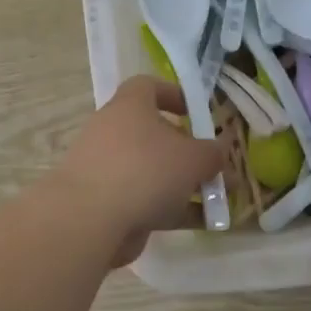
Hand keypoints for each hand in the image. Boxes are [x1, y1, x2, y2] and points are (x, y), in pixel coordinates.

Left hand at [51, 77, 224, 267]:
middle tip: (216, 167)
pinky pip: (147, 200)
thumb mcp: (193, 158)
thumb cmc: (145, 170)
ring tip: (219, 201)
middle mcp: (115, 132)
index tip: (197, 113)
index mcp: (130, 106)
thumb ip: (212, 153)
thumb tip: (220, 151)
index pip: (148, 86)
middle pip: (155, 134)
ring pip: (153, 171)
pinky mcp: (107, 203)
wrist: (90, 220)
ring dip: (185, 184)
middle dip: (189, 151)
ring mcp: (108, 169)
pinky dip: (173, 209)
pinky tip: (204, 224)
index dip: (174, 95)